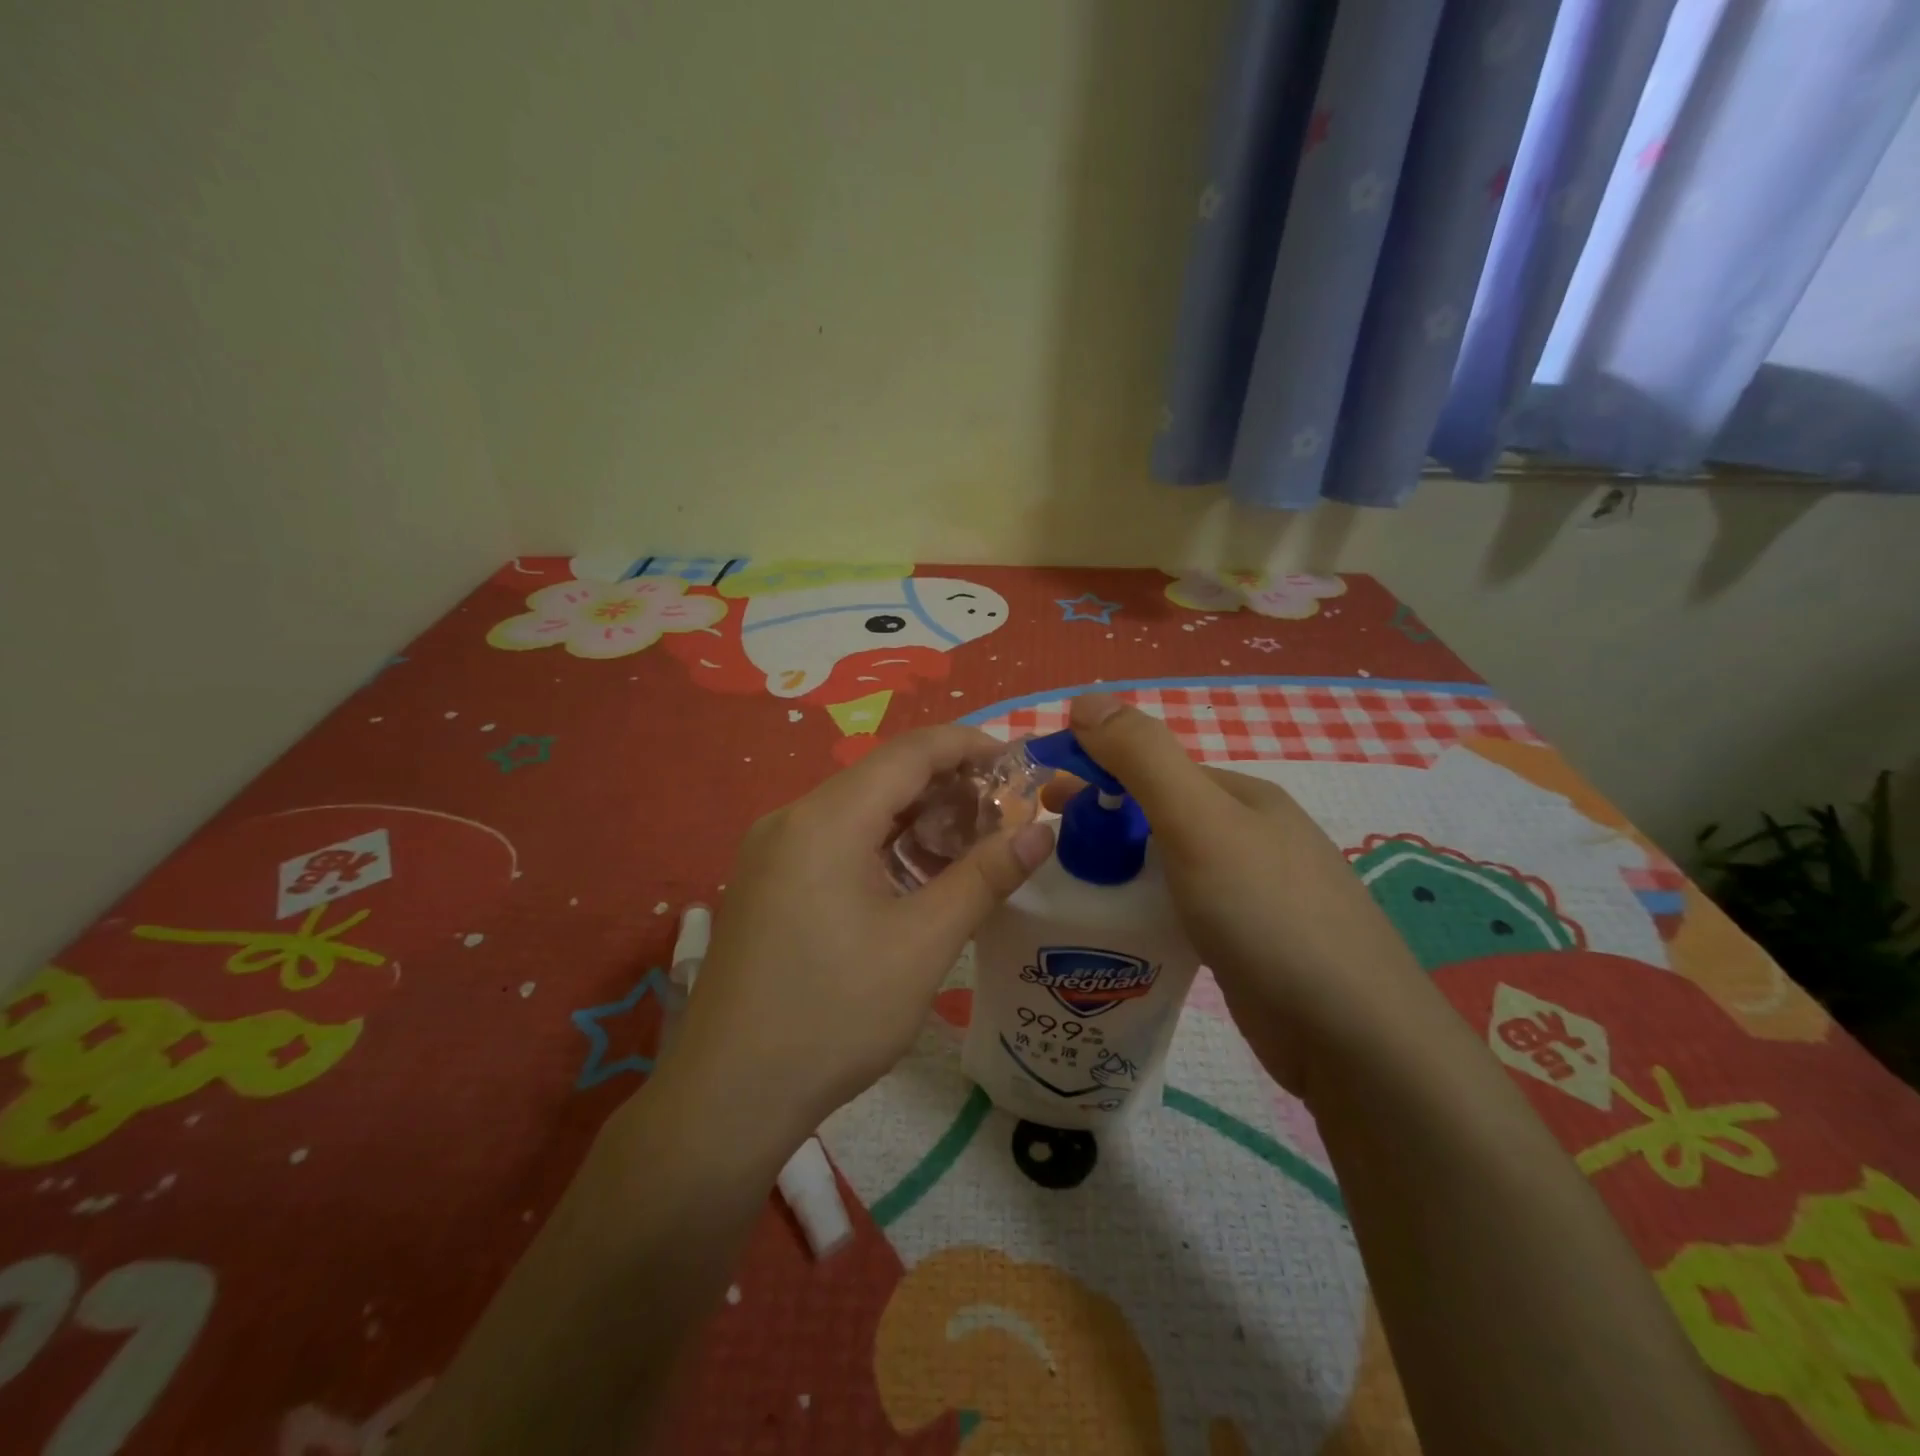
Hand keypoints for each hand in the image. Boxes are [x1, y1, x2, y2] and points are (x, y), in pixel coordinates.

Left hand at [655, 725, 1055, 1153]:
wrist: (728, 1097)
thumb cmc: (834, 1015)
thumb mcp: (923, 944)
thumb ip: (985, 877)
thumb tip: (1043, 832)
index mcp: (826, 818)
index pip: (910, 752)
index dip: (969, 746)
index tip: (1019, 764)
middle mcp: (792, 818)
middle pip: (883, 778)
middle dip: (948, 788)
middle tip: (1004, 818)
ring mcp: (771, 851)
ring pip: (859, 811)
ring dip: (917, 820)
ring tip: (969, 851)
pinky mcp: (766, 882)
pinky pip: (834, 841)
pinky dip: (882, 846)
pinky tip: (914, 880)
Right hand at [1062, 693, 1433, 1093]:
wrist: (1354, 1038)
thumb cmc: (1268, 915)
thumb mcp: (1199, 822)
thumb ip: (1143, 757)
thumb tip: (1085, 699)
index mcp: (1240, 796)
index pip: (1152, 766)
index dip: (1094, 771)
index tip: (1041, 797)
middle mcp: (1249, 835)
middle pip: (1157, 813)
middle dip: (1101, 819)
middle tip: (1047, 845)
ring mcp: (1252, 891)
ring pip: (1167, 863)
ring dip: (1119, 865)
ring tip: (1070, 888)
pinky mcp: (1246, 941)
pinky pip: (1180, 907)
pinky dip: (1145, 906)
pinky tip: (1119, 929)